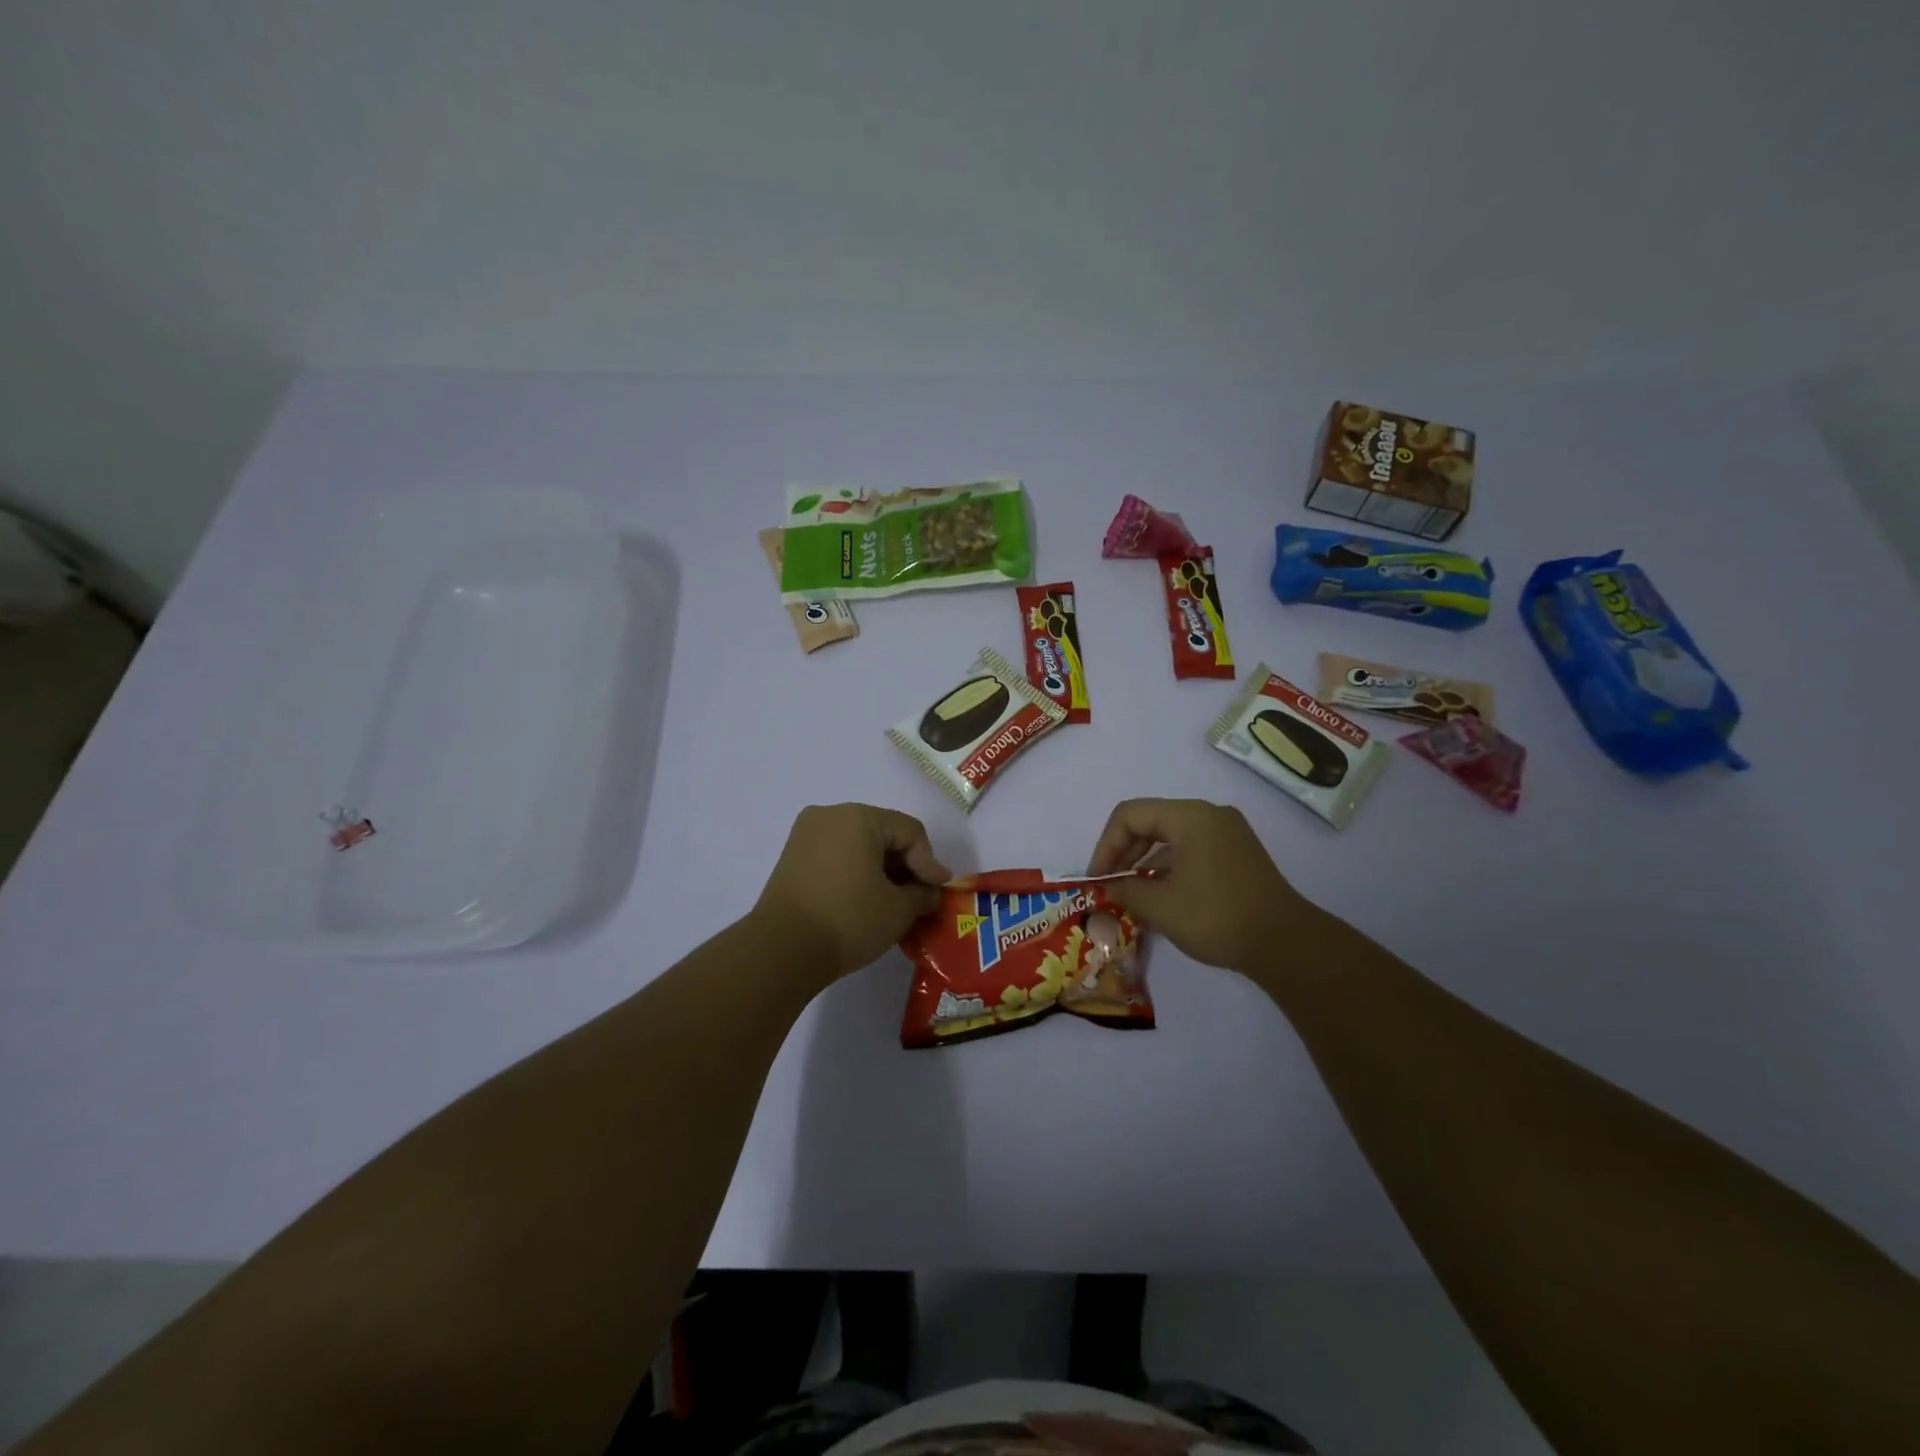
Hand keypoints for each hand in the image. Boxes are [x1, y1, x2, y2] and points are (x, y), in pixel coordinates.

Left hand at [752, 804, 949, 984]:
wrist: (781, 951)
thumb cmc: (848, 920)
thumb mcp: (898, 909)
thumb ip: (922, 894)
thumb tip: (929, 892)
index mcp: (858, 816)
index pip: (909, 832)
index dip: (929, 862)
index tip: (939, 892)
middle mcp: (830, 815)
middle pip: (883, 834)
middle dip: (905, 865)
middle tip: (920, 897)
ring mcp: (806, 836)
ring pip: (858, 846)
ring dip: (881, 871)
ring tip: (895, 903)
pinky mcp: (792, 858)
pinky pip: (836, 857)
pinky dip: (856, 873)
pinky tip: (866, 901)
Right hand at [1087, 798, 1319, 973]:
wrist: (1286, 944)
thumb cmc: (1217, 917)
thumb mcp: (1161, 907)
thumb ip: (1126, 891)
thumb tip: (1107, 889)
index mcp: (1190, 816)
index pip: (1130, 815)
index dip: (1106, 845)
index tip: (1098, 879)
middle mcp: (1209, 815)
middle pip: (1150, 822)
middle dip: (1124, 853)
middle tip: (1110, 886)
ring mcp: (1227, 833)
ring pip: (1170, 837)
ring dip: (1145, 863)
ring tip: (1131, 896)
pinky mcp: (1237, 854)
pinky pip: (1191, 849)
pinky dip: (1169, 868)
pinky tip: (1160, 897)